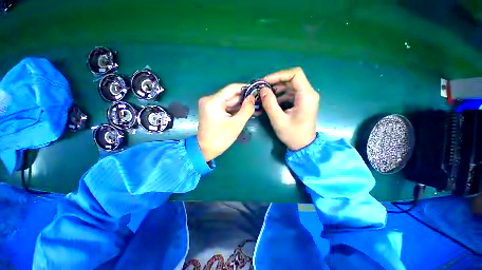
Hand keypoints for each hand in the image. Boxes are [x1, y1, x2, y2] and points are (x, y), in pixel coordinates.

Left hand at [197, 83, 254, 160]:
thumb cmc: (220, 138)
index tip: (256, 91)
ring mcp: (209, 105)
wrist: (205, 150)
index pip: (232, 88)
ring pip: (228, 101)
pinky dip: (234, 110)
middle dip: (244, 99)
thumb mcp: (236, 124)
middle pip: (230, 95)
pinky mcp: (211, 111)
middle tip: (258, 102)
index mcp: (213, 101)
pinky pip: (225, 107)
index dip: (245, 88)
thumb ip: (246, 109)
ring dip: (240, 105)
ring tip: (254, 108)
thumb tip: (252, 98)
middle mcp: (209, 100)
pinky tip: (244, 112)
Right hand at [261, 67, 318, 150]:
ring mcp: (306, 97)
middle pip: (292, 78)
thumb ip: (270, 104)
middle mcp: (308, 93)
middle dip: (276, 81)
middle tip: (262, 88)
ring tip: (265, 95)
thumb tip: (262, 89)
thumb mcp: (278, 120)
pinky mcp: (302, 102)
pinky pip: (290, 93)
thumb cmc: (292, 134)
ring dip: (277, 88)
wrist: (303, 145)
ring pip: (290, 85)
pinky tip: (272, 101)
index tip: (265, 82)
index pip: (295, 74)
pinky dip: (280, 95)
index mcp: (306, 96)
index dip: (279, 75)